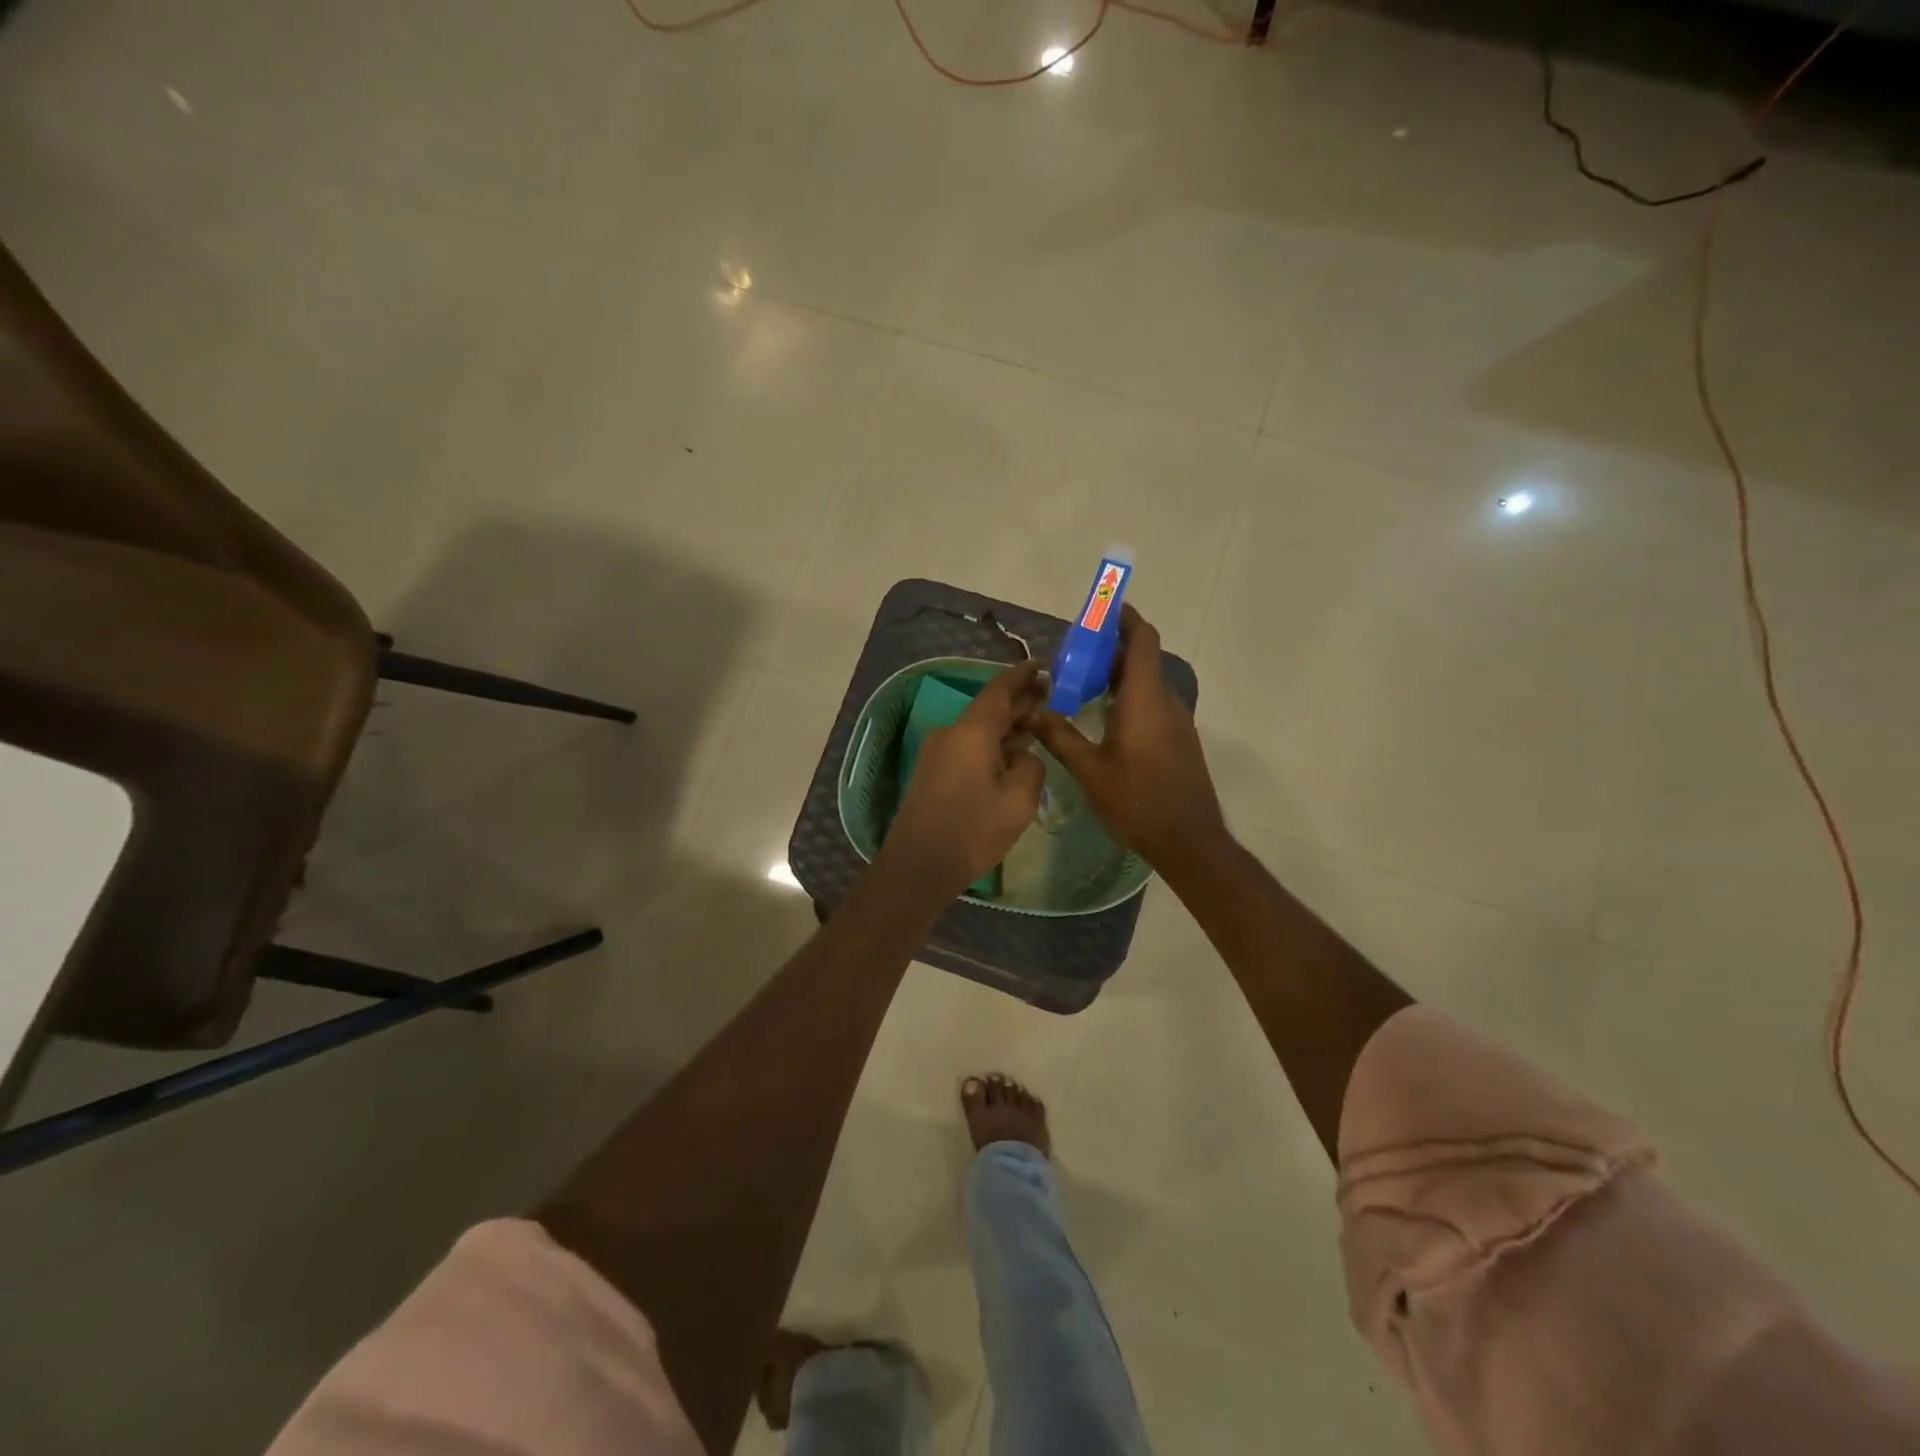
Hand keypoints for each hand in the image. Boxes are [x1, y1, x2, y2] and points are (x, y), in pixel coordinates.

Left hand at [882, 659, 1046, 897]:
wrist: (918, 865)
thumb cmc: (972, 830)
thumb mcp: (1018, 800)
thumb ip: (1030, 766)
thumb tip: (1023, 755)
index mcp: (971, 731)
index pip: (999, 689)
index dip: (1022, 676)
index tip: (1043, 665)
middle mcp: (951, 733)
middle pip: (989, 708)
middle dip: (1019, 702)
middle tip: (1051, 696)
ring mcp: (938, 753)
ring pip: (979, 730)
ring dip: (1007, 726)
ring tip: (1038, 725)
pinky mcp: (933, 773)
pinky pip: (968, 747)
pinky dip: (992, 745)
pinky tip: (1011, 755)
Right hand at [1030, 605, 1225, 868]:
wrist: (1189, 841)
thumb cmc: (1137, 801)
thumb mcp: (1089, 770)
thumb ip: (1060, 736)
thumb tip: (1032, 711)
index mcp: (1145, 699)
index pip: (1142, 641)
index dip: (1126, 619)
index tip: (1103, 608)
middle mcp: (1166, 701)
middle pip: (1142, 659)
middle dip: (1111, 649)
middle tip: (1074, 654)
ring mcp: (1177, 721)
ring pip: (1147, 683)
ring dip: (1119, 675)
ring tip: (1082, 683)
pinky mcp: (1179, 740)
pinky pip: (1153, 703)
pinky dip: (1129, 696)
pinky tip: (1104, 717)